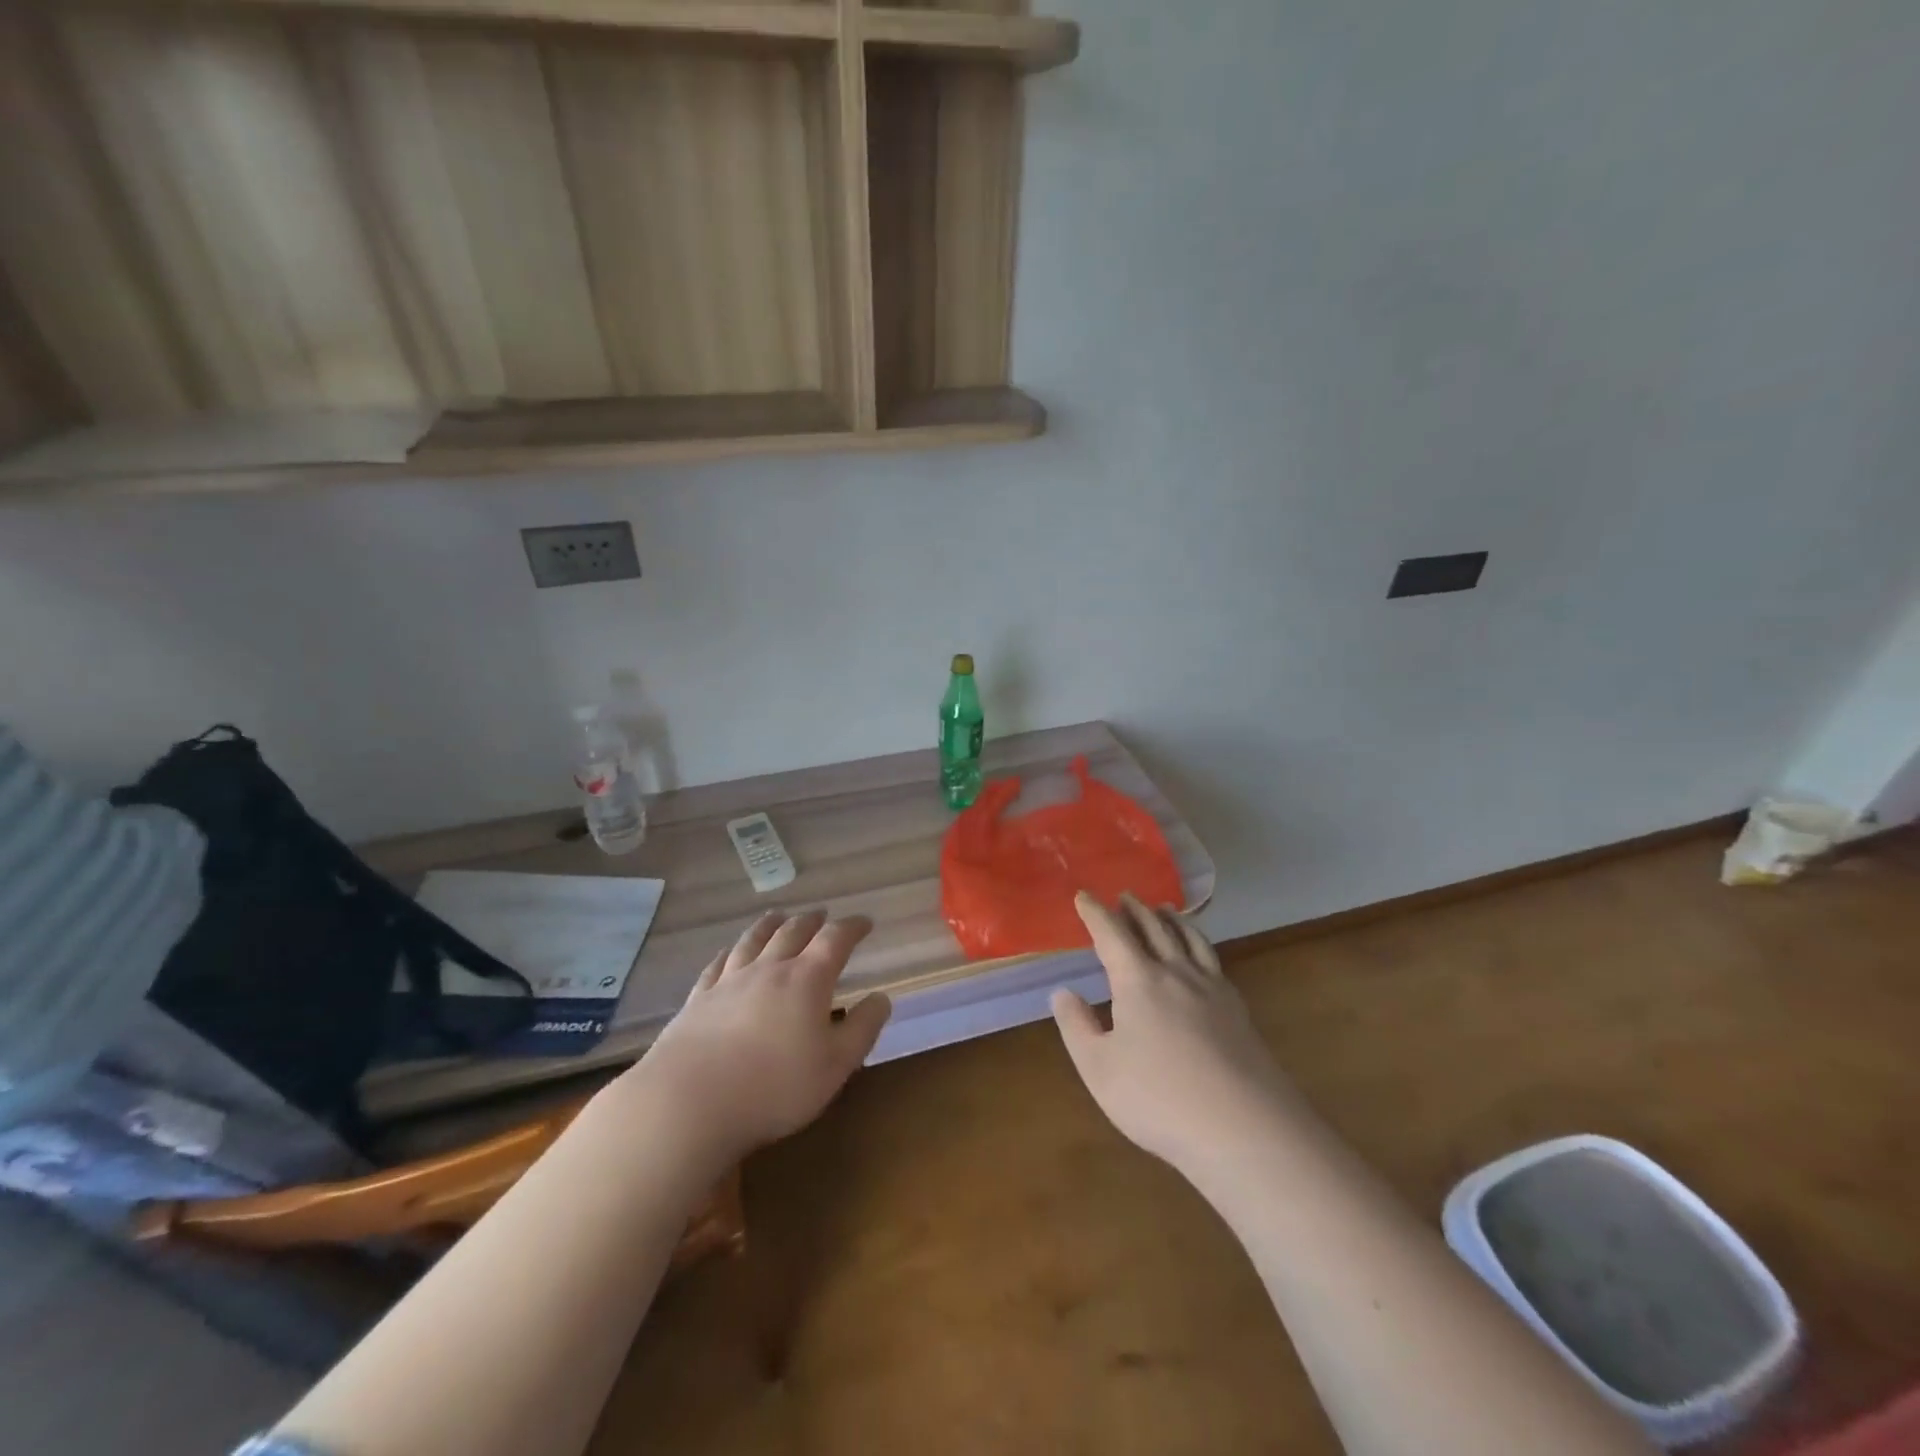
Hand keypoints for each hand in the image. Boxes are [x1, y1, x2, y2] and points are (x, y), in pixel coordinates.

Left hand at [625, 909, 891, 1162]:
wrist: (688, 1103)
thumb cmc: (774, 1087)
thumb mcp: (836, 1066)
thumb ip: (863, 1029)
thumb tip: (881, 998)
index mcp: (807, 979)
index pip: (835, 940)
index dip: (852, 927)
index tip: (865, 922)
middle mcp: (769, 969)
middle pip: (793, 932)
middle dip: (812, 921)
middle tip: (823, 916)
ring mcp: (729, 981)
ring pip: (754, 940)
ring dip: (771, 924)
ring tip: (779, 917)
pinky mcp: (698, 1000)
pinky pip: (718, 964)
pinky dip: (731, 952)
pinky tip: (730, 952)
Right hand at [1052, 893, 1293, 1179]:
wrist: (1244, 1128)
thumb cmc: (1159, 1099)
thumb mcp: (1099, 1068)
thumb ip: (1077, 1026)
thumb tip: (1063, 992)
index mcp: (1138, 981)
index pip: (1111, 934)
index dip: (1095, 913)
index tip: (1084, 896)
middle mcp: (1176, 973)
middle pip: (1154, 929)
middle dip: (1135, 910)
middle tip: (1124, 896)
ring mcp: (1212, 989)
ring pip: (1189, 939)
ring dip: (1172, 919)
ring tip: (1165, 909)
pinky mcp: (1237, 1010)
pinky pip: (1213, 960)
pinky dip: (1199, 943)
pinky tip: (1201, 957)